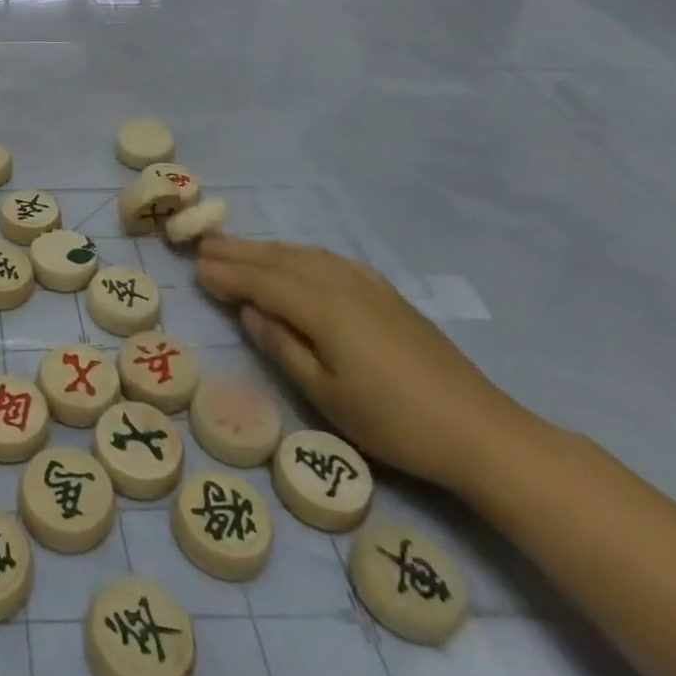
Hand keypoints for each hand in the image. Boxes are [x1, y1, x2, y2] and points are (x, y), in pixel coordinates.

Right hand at [196, 237, 531, 493]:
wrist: (479, 430)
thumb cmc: (393, 421)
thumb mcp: (326, 395)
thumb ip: (282, 347)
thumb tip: (249, 310)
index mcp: (322, 307)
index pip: (262, 281)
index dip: (227, 274)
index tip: (195, 268)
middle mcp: (341, 284)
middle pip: (280, 260)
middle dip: (239, 252)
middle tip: (203, 245)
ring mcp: (367, 285)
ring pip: (304, 255)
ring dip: (267, 249)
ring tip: (237, 248)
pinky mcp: (386, 294)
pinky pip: (329, 260)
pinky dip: (300, 254)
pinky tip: (296, 258)